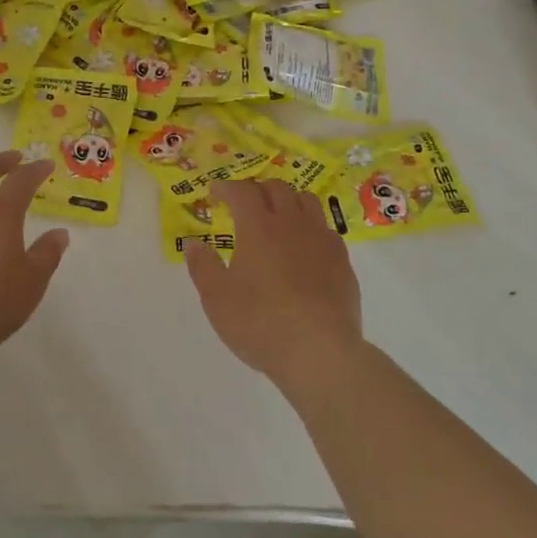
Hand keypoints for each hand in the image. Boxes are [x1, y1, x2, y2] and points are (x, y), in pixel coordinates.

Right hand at [182, 179, 363, 390]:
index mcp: (258, 227)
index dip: (227, 187)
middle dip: (258, 188)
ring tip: (278, 215)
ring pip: (307, 201)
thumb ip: (203, 266)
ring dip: (288, 200)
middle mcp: (292, 223)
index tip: (216, 191)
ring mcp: (322, 240)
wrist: (319, 350)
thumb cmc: (259, 322)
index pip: (242, 191)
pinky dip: (310, 227)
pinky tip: (305, 247)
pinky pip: (325, 229)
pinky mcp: (342, 261)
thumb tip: (193, 243)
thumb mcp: (216, 298)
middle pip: (277, 188)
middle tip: (245, 202)